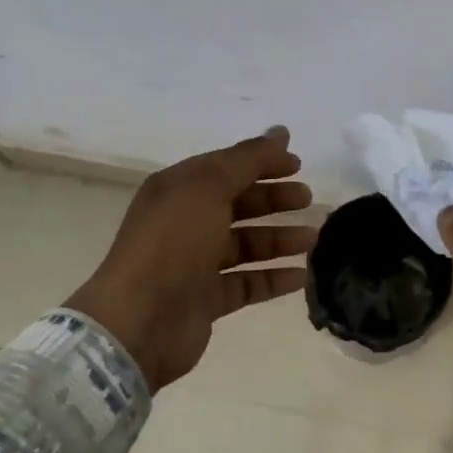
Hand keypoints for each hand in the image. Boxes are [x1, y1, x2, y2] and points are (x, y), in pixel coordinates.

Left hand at [66, 127, 315, 391]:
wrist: (139, 321)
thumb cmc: (172, 244)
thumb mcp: (208, 187)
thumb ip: (248, 159)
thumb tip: (281, 131)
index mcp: (179, 190)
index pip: (227, 167)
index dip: (262, 163)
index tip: (298, 166)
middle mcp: (185, 223)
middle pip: (238, 204)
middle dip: (273, 200)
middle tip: (308, 200)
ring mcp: (195, 264)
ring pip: (246, 245)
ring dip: (279, 239)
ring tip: (312, 239)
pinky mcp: (206, 300)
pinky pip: (247, 283)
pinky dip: (273, 278)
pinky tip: (301, 276)